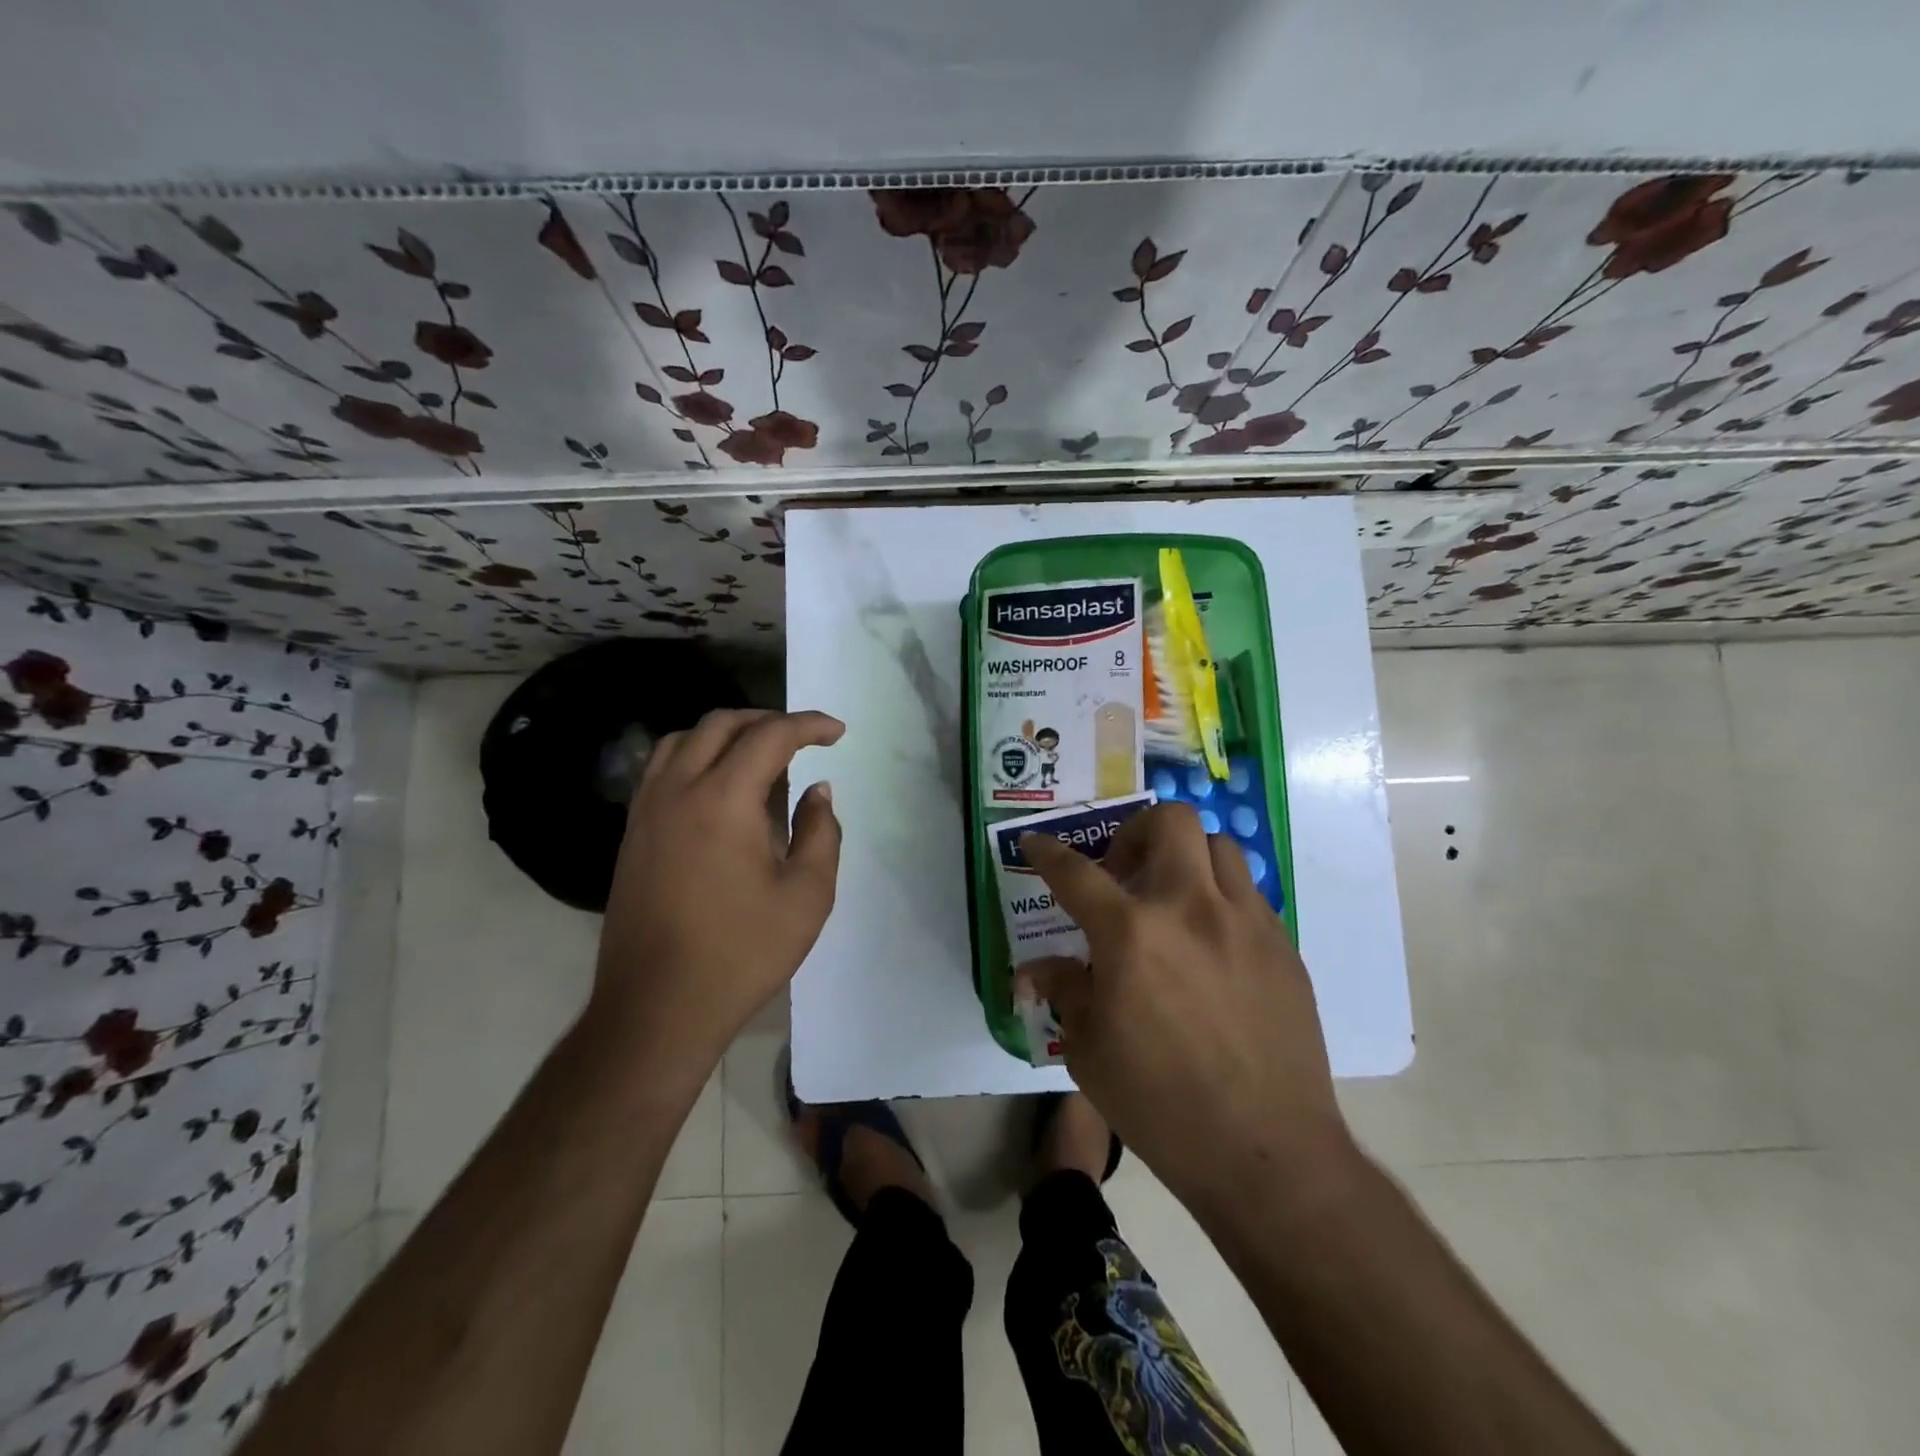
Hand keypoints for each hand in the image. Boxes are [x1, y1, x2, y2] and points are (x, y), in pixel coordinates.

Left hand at [592, 709, 842, 1081]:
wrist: (656, 1007)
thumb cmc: (741, 953)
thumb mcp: (807, 895)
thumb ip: (820, 832)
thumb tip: (817, 791)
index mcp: (723, 800)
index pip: (770, 736)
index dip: (808, 725)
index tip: (837, 732)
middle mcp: (678, 790)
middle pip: (722, 724)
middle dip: (768, 720)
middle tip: (802, 739)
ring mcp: (647, 810)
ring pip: (684, 739)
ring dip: (726, 733)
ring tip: (759, 756)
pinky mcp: (632, 832)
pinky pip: (662, 768)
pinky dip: (696, 756)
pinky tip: (718, 787)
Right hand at [1020, 802, 1353, 1209]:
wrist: (1267, 1152)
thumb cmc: (1160, 1104)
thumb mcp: (1089, 1051)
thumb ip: (1063, 992)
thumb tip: (1031, 971)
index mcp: (1131, 934)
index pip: (1075, 872)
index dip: (1047, 853)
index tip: (1034, 843)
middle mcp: (1190, 908)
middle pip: (1169, 821)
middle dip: (1136, 830)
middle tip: (1123, 871)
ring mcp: (1245, 921)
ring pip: (1218, 845)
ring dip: (1185, 857)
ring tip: (1172, 897)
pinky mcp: (1283, 945)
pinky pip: (1248, 892)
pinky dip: (1220, 897)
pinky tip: (1210, 943)